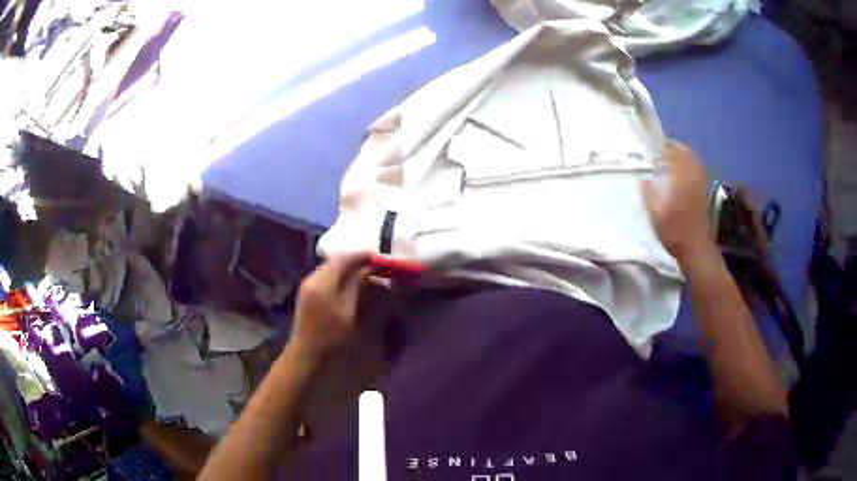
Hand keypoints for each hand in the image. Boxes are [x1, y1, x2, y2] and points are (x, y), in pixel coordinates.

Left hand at [288, 252, 371, 362]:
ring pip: (330, 267)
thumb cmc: (330, 336)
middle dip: (355, 259)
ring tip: (365, 272)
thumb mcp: (348, 311)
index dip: (361, 254)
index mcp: (322, 282)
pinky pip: (325, 275)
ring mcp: (307, 284)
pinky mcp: (307, 291)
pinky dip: (339, 274)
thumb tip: (368, 268)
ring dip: (347, 266)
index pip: (343, 258)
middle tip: (374, 265)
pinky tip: (349, 282)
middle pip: (335, 260)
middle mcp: (312, 278)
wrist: (306, 352)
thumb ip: (356, 286)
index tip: (379, 257)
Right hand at [641, 141, 713, 262]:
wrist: (695, 249)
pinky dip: (694, 166)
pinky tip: (687, 171)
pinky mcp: (704, 194)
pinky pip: (700, 173)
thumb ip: (649, 195)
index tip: (658, 146)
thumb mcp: (655, 216)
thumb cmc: (674, 233)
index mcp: (679, 182)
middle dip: (678, 148)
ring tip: (677, 156)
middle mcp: (692, 180)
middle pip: (689, 156)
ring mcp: (700, 186)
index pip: (675, 156)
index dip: (667, 148)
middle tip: (668, 147)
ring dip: (687, 156)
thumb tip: (643, 179)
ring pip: (696, 163)